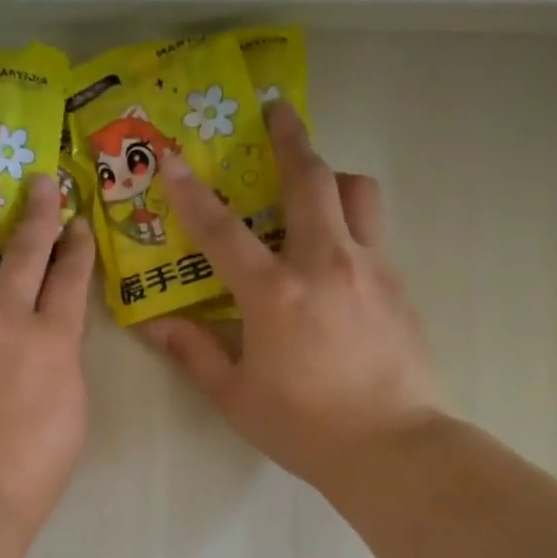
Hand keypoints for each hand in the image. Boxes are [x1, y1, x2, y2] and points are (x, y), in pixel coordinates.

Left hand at [0, 174, 95, 538]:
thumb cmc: (31, 468)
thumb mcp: (71, 411)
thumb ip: (60, 361)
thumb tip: (47, 334)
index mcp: (52, 340)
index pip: (69, 277)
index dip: (77, 245)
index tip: (78, 222)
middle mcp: (3, 318)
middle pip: (23, 251)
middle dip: (37, 212)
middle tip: (42, 182)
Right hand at [140, 101, 444, 488]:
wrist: (391, 447)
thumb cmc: (302, 425)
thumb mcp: (234, 396)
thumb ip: (195, 353)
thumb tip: (156, 326)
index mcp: (275, 293)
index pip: (223, 230)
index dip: (192, 192)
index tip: (171, 157)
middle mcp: (326, 264)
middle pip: (310, 181)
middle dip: (289, 139)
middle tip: (276, 110)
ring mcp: (371, 270)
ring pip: (358, 194)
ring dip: (332, 176)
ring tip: (314, 183)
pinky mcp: (400, 287)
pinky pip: (375, 234)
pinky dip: (352, 222)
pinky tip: (337, 253)